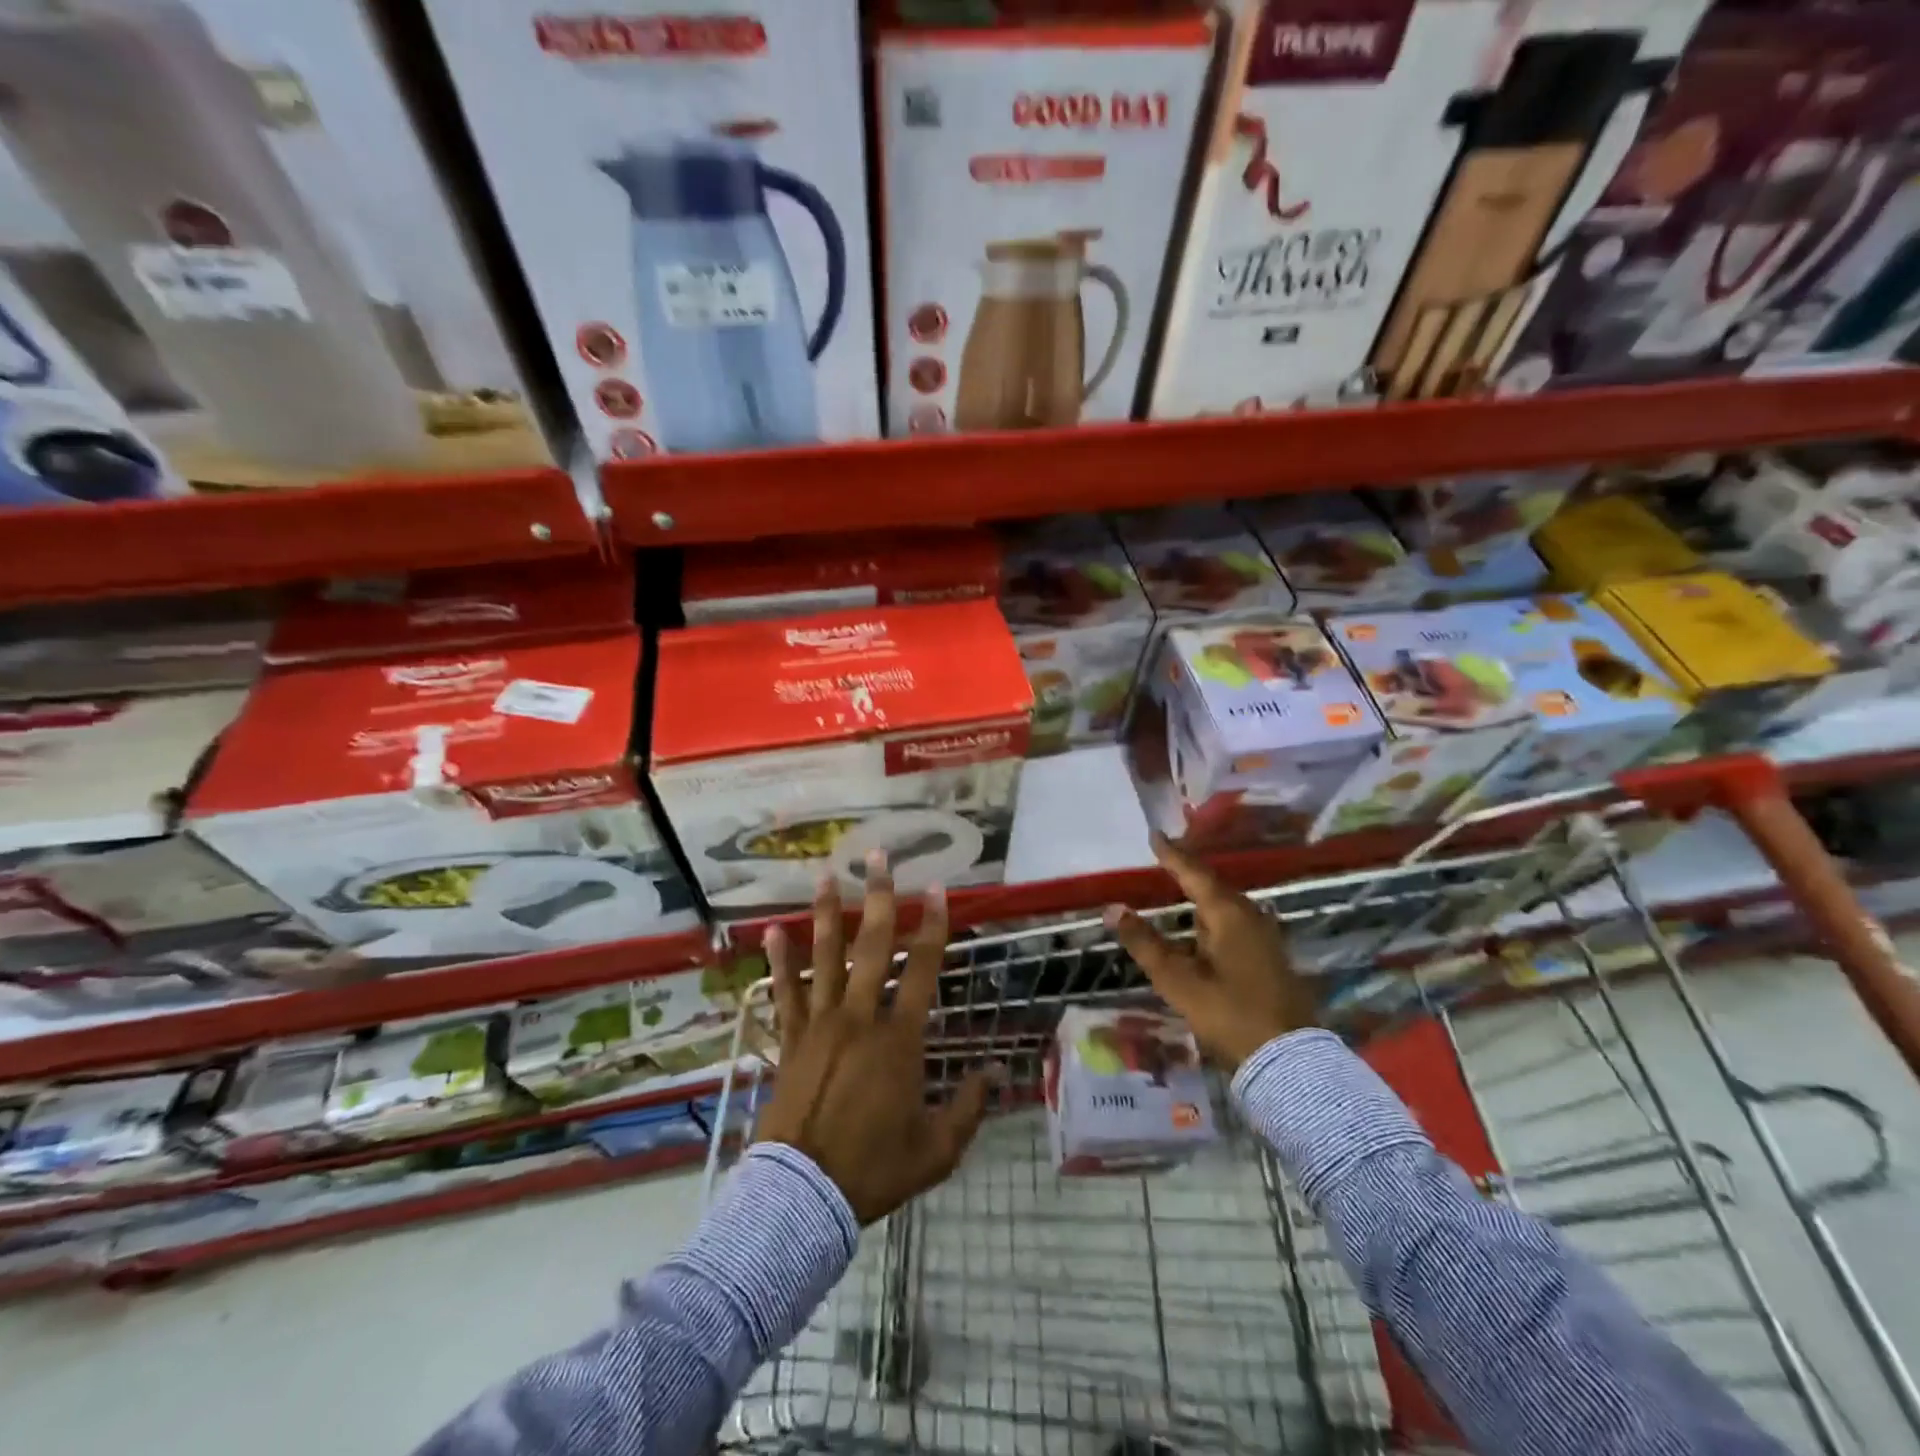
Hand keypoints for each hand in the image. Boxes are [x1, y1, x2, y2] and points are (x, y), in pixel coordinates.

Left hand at [756, 856, 992, 1225]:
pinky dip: (779, 960)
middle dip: (878, 898)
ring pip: (824, 958)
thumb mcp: (935, 1150)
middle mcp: (859, 1018)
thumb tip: (995, 1073)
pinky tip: (772, 930)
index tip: (938, 890)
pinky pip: (784, 992)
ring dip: (826, 914)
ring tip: (825, 874)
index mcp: (899, 1039)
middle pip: (871, 947)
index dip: (933, 926)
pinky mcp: (790, 1039)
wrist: (801, 1198)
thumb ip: (968, 1107)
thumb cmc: (873, 1170)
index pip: (922, 969)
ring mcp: (819, 1024)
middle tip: (877, 858)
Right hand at [1104, 833, 1316, 1070]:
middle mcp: (1250, 916)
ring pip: (1227, 905)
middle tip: (1166, 858)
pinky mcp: (1270, 956)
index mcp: (1228, 914)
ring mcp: (1265, 937)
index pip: (1194, 873)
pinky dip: (1214, 916)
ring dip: (1203, 895)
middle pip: (1214, 885)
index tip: (1155, 835)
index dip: (1172, 855)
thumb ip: (1145, 942)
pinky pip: (1236, 922)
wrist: (1288, 1059)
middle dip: (1189, 872)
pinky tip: (1205, 926)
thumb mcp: (1178, 980)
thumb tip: (1113, 908)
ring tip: (1181, 887)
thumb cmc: (1229, 1013)